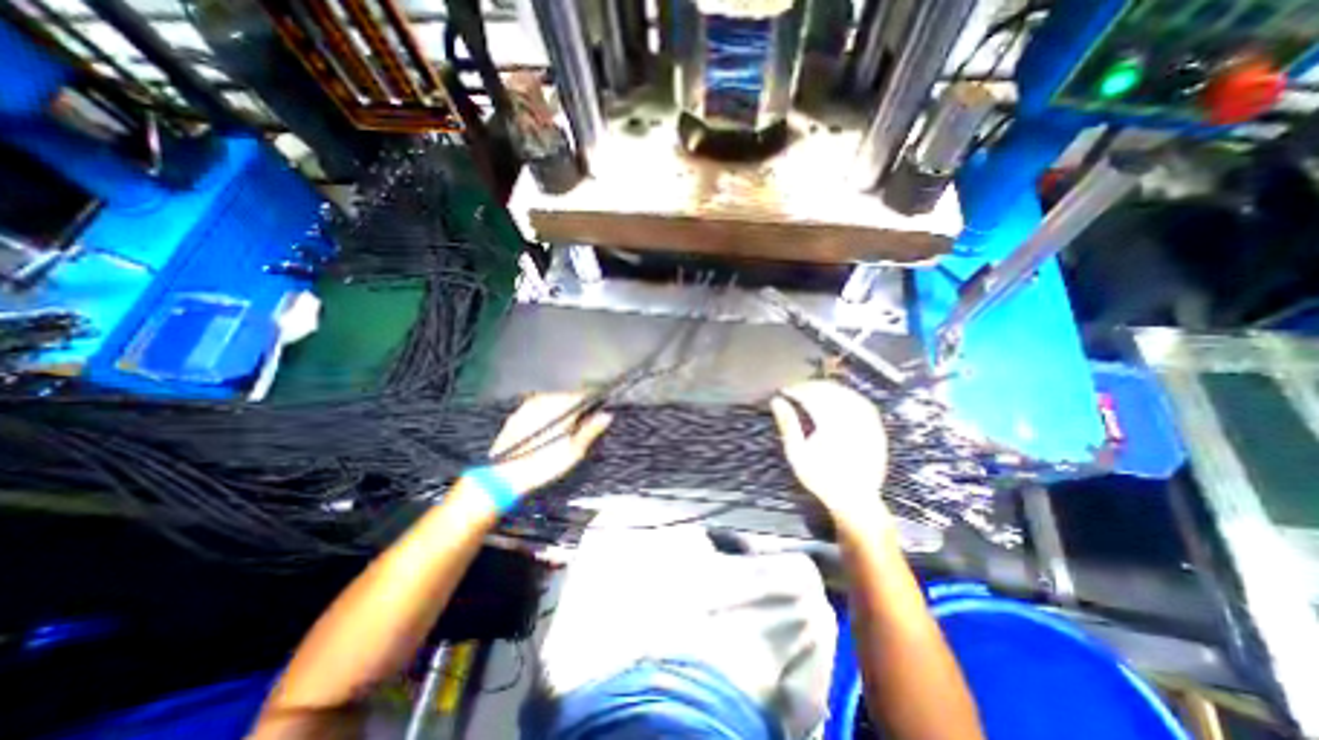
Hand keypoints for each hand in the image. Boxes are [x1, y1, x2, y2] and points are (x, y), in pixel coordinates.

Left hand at [483, 394, 613, 495]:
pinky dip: (546, 406)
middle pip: (565, 393)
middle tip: (585, 408)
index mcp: (560, 409)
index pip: (581, 394)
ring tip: (568, 412)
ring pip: (550, 396)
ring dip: (560, 400)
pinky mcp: (517, 413)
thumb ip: (590, 430)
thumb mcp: (573, 452)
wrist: (504, 476)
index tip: (600, 400)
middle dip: (576, 398)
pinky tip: (548, 418)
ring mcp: (528, 406)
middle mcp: (544, 402)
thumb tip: (607, 416)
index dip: (592, 396)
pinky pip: (536, 402)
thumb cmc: (543, 465)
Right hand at [770, 381, 889, 531]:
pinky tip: (837, 398)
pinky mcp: (876, 428)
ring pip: (846, 394)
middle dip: (811, 386)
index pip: (812, 396)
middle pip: (830, 391)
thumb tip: (777, 401)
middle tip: (796, 389)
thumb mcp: (797, 454)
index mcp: (831, 424)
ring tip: (813, 390)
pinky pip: (862, 402)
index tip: (784, 390)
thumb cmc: (821, 479)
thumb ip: (787, 425)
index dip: (796, 390)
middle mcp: (851, 419)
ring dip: (828, 388)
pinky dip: (846, 395)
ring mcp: (867, 423)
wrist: (855, 500)